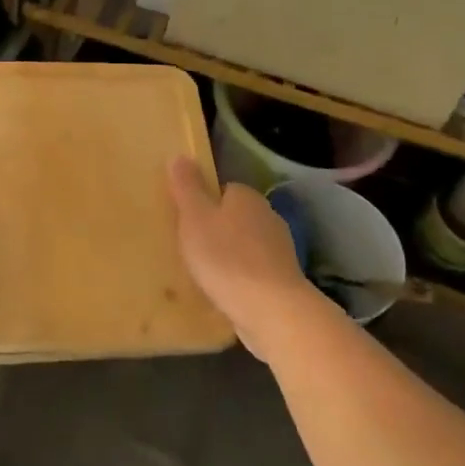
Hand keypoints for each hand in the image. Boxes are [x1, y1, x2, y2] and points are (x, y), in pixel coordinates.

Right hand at [168, 158, 321, 359]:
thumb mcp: (194, 218)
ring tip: (205, 274)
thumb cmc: (226, 258)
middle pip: (235, 217)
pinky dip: (241, 278)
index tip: (186, 223)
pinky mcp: (284, 278)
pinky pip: (254, 271)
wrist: (272, 310)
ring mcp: (280, 248)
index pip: (222, 190)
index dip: (203, 204)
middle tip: (191, 249)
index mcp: (246, 196)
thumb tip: (180, 155)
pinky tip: (226, 293)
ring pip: (246, 245)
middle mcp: (268, 215)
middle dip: (216, 230)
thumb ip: (187, 187)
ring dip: (230, 256)